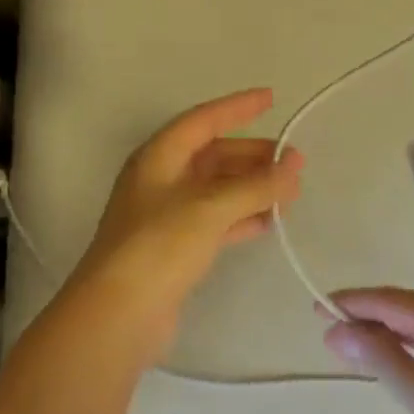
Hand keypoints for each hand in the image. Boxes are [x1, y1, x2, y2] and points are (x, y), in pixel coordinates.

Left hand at [59, 89, 303, 365]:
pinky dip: (242, 217)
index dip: (237, 107)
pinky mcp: (174, 248)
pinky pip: (216, 220)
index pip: (203, 120)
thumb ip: (255, 186)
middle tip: (293, 161)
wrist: (118, 315)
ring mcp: (166, 215)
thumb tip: (295, 165)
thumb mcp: (209, 208)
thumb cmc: (159, 246)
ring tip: (290, 192)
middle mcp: (160, 179)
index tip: (271, 98)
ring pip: (217, 189)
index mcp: (158, 157)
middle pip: (212, 155)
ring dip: (251, 187)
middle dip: (252, 156)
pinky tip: (268, 222)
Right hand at [321, 288, 413, 413]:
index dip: (354, 302)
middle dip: (371, 314)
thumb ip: (380, 358)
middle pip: (411, 306)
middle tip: (333, 328)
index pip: (392, 301)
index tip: (319, 308)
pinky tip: (406, 361)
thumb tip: (337, 329)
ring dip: (394, 329)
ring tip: (361, 343)